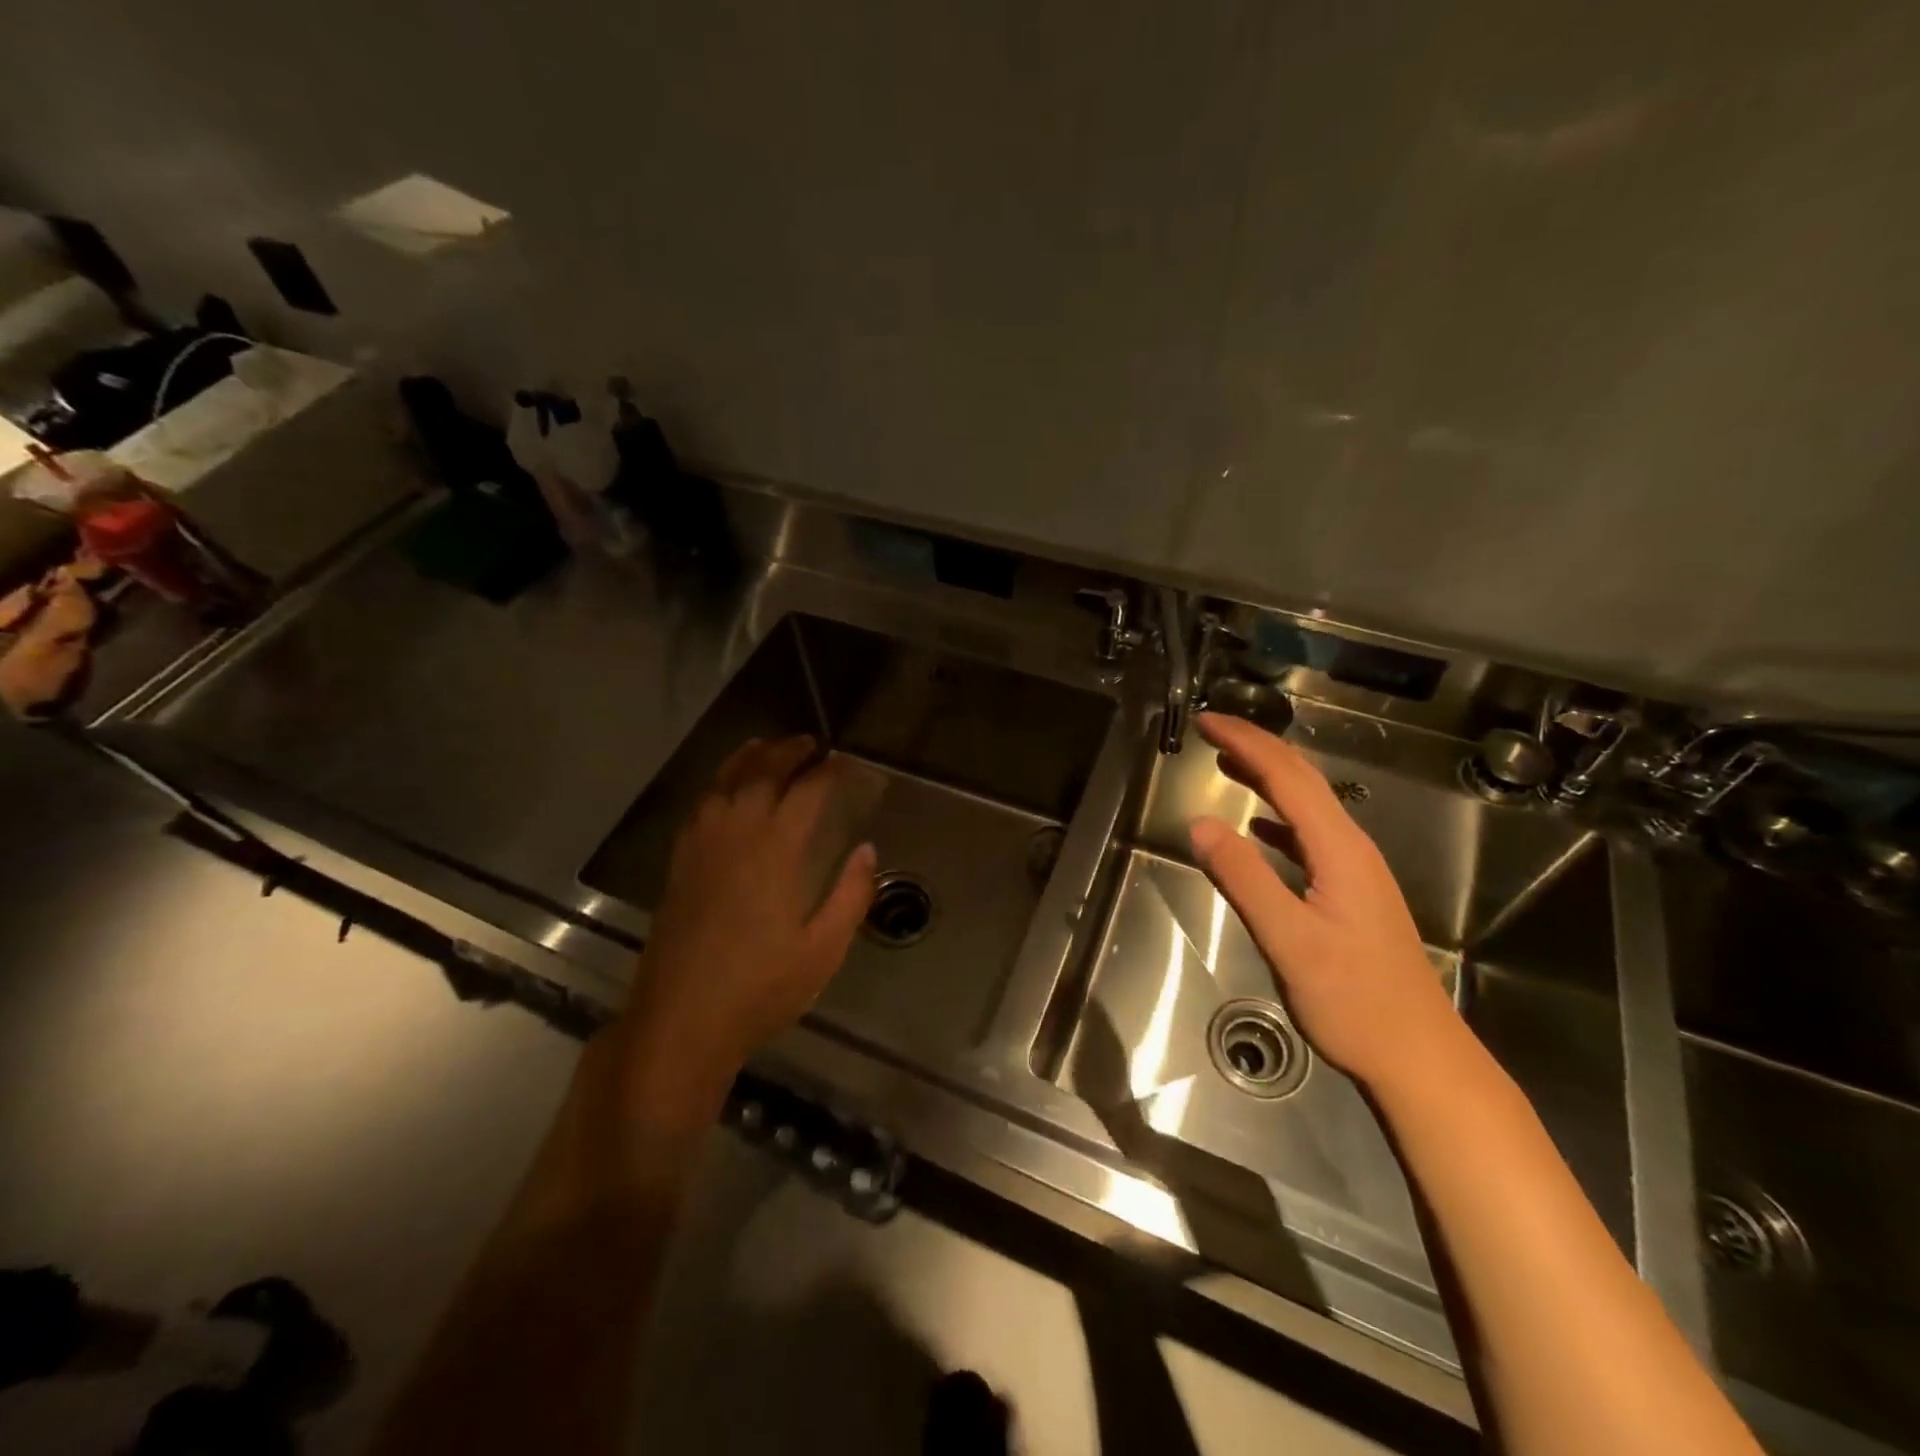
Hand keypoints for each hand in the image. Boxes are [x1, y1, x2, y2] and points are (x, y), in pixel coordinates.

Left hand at [618, 735, 877, 1090]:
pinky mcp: (680, 862)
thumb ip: (850, 895)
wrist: (680, 1020)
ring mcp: (701, 846)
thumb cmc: (760, 988)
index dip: (828, 771)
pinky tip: (726, 789)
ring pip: (725, 783)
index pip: (806, 792)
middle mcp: (736, 835)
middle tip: (811, 743)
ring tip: (768, 747)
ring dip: (750, 758)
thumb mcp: (823, 950)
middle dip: (788, 751)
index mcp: (776, 852)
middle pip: (762, 774)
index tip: (846, 762)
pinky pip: (701, 804)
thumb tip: (867, 850)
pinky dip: (719, 783)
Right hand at [1187, 713, 1466, 1093]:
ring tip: (1226, 764)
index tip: (1206, 721)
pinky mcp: (1352, 894)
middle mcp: (1352, 849)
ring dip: (1267, 779)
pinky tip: (1257, 830)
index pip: (1288, 777)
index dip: (1246, 742)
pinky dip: (1277, 819)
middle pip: (1302, 782)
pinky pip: (1309, 837)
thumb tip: (1199, 823)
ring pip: (1308, 807)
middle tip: (1210, 732)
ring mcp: (1356, 872)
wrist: (1420, 1056)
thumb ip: (1244, 877)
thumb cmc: (1354, 1000)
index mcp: (1340, 850)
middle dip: (1256, 749)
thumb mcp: (1289, 939)